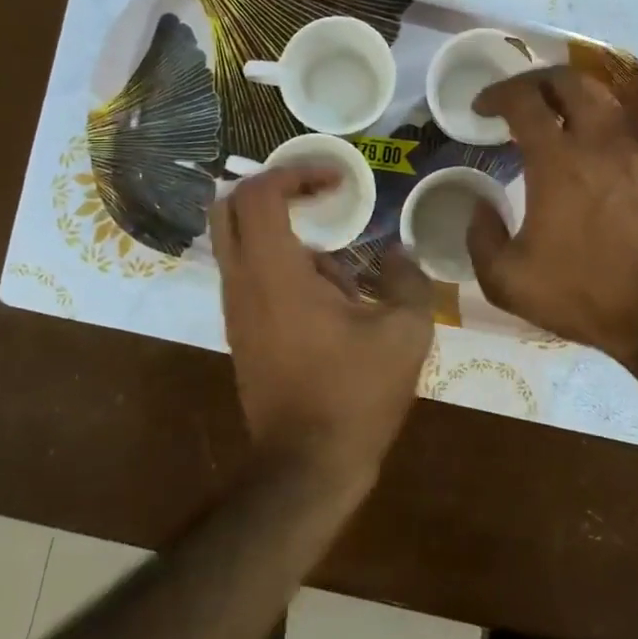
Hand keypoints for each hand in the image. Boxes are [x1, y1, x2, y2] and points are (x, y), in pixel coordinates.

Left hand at [211, 166, 434, 489]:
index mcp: (273, 272)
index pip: (259, 193)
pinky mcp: (240, 332)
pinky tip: (331, 298)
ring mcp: (235, 309)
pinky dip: (280, 264)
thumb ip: (408, 279)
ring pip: (238, 243)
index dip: (296, 172)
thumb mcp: (405, 332)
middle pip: (229, 208)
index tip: (337, 179)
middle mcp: (242, 282)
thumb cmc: (356, 395)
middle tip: (319, 195)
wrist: (308, 466)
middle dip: (273, 189)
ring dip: (282, 232)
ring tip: (340, 265)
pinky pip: (250, 275)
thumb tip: (398, 252)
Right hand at [467, 66, 637, 393]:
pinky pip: (631, 127)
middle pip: (568, 81)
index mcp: (558, 162)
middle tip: (519, 99)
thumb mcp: (508, 282)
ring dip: (573, 96)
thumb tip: (480, 205)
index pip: (523, 101)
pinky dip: (604, 124)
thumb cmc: (586, 295)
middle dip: (536, 81)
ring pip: (605, 97)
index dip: (497, 94)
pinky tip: (597, 149)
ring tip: (557, 115)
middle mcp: (600, 142)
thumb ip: (481, 238)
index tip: (482, 107)